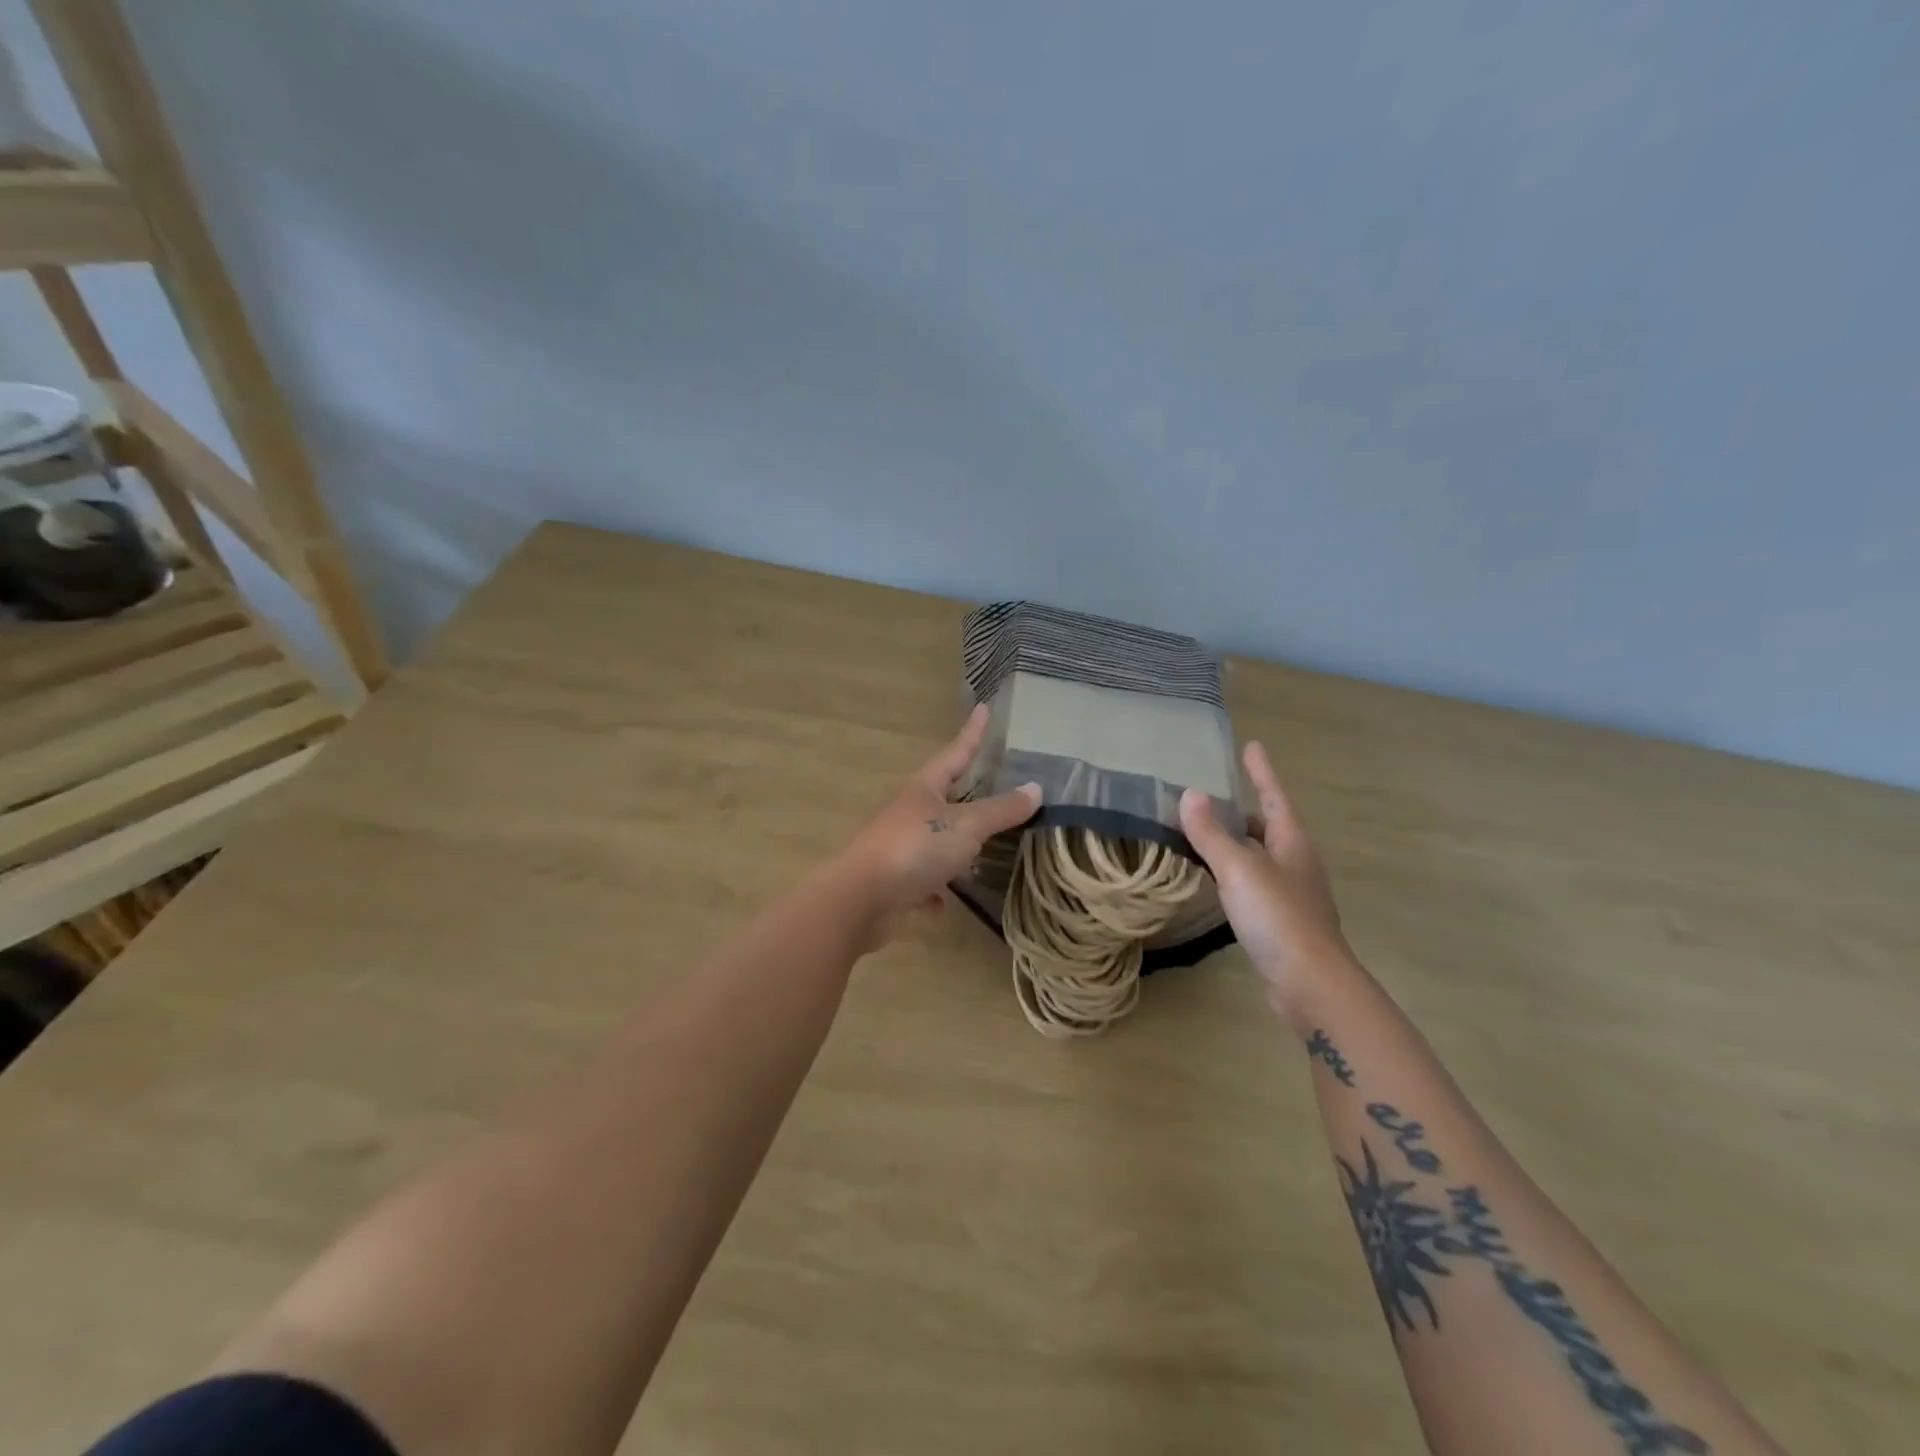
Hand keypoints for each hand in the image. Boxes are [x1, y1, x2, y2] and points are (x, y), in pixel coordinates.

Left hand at [834, 705, 1041, 947]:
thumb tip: (1036, 788)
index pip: (955, 753)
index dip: (973, 732)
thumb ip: (1001, 810)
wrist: (860, 900)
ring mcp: (898, 848)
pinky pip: (921, 883)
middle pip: (942, 796)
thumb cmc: (915, 848)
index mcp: (924, 789)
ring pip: (932, 841)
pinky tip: (945, 904)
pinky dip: (934, 891)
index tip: (984, 708)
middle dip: (965, 791)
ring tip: (979, 850)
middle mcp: (908, 812)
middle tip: (990, 780)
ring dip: (952, 846)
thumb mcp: (965, 826)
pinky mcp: (893, 883)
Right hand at [1179, 741, 1350, 1016]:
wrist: (1309, 984)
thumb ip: (1212, 834)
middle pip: (1268, 826)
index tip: (1251, 746)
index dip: (1261, 772)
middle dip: (1244, 810)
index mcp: (1292, 843)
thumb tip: (1189, 794)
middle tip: (1212, 795)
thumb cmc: (1278, 917)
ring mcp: (1290, 895)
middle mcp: (1295, 864)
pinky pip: (1251, 884)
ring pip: (1259, 857)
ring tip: (1204, 833)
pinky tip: (1213, 881)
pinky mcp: (1280, 923)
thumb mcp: (1239, 869)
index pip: (1273, 797)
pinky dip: (1232, 873)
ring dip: (1235, 843)